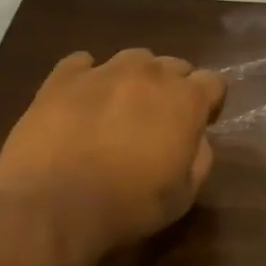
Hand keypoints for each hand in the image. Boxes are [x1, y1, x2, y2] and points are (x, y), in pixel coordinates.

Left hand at [0, 48, 226, 252]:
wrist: (52, 207)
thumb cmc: (129, 205)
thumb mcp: (185, 194)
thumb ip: (200, 156)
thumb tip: (196, 138)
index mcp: (186, 100)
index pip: (214, 82)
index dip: (211, 102)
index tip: (201, 124)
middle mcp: (150, 74)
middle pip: (174, 65)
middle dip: (175, 87)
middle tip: (161, 119)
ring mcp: (103, 71)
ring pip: (133, 58)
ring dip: (136, 78)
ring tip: (122, 106)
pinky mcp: (61, 79)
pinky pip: (82, 63)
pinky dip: (89, 76)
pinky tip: (83, 99)